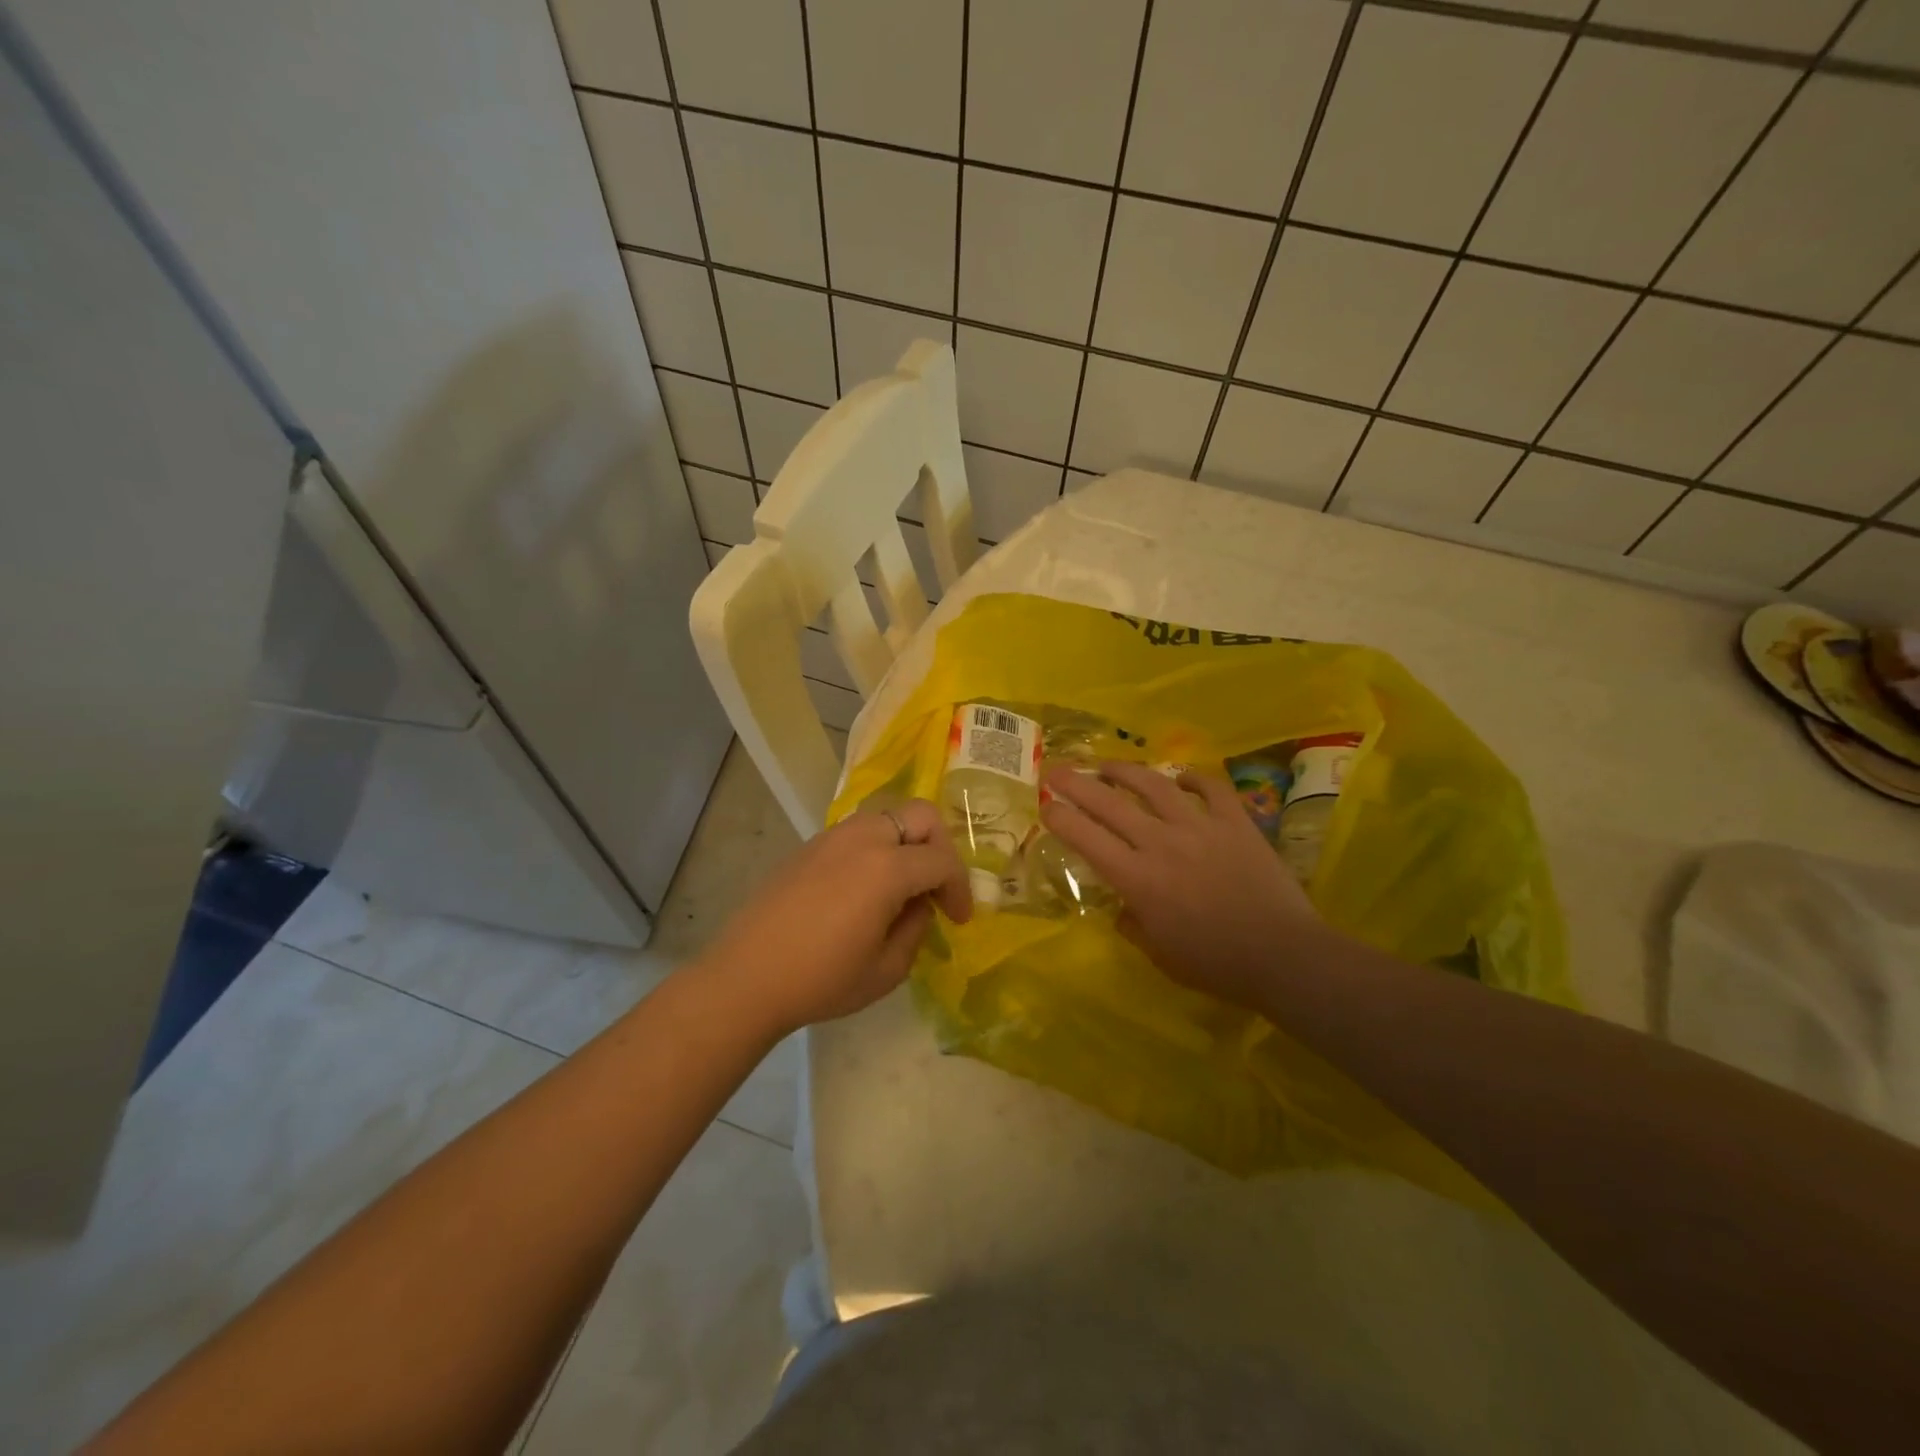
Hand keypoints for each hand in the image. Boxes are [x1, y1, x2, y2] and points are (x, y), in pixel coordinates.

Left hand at [698, 799, 970, 1035]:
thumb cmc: (821, 980)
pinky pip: (858, 832)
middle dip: (940, 847)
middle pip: (920, 815)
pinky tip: (867, 888)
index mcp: (887, 867)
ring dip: (907, 843)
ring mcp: (832, 837)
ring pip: (887, 817)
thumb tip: (919, 904)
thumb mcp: (886, 970)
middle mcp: (863, 838)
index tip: (959, 919)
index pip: (942, 861)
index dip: (959, 888)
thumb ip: (916, 929)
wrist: (746, 977)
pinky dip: (878, 848)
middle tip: (936, 886)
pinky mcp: (809, 846)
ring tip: (903, 886)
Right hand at [1040, 761, 1321, 1010]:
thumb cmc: (1215, 964)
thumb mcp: (1160, 954)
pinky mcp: (1236, 822)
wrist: (1283, 956)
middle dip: (1076, 783)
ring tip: (1108, 764)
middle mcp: (1161, 843)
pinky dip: (1192, 778)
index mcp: (1137, 878)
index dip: (1060, 818)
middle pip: (1109, 803)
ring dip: (1125, 770)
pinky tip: (1180, 777)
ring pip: (1154, 785)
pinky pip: (1210, 788)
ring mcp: (1200, 827)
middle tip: (1057, 771)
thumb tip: (1123, 907)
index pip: (1086, 838)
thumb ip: (1133, 925)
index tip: (1046, 806)